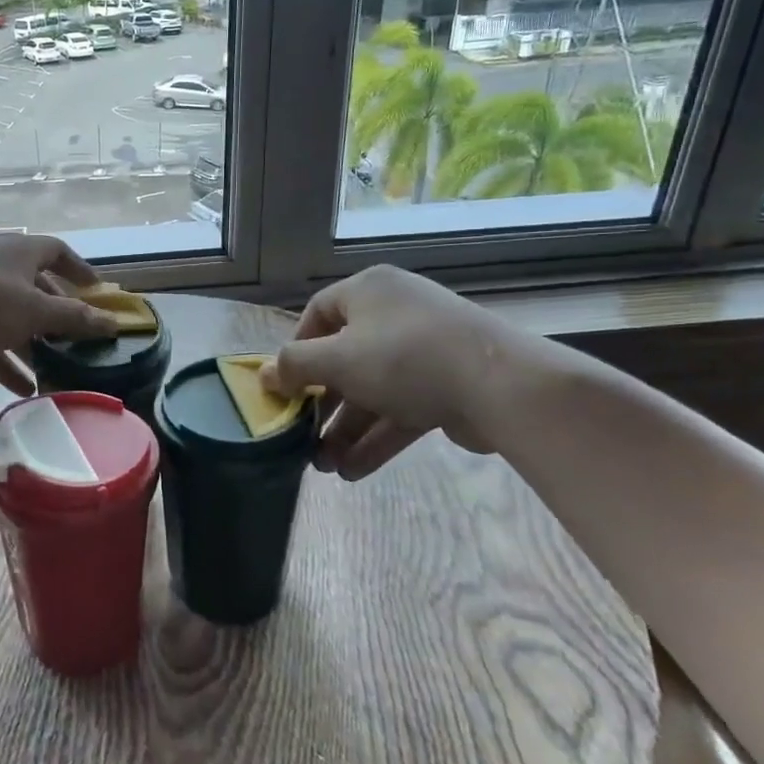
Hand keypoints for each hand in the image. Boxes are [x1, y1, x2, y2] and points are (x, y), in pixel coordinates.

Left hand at [0, 235, 119, 393]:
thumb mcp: (36, 311)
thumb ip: (75, 318)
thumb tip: (113, 323)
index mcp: (18, 251)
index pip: (56, 251)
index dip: (79, 269)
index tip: (96, 290)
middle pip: (34, 286)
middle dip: (56, 312)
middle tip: (76, 335)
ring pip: (11, 317)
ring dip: (33, 342)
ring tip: (56, 368)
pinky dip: (7, 361)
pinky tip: (25, 389)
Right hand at [261, 265, 516, 477]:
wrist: (501, 385)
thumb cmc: (404, 357)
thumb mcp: (336, 360)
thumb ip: (293, 367)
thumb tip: (262, 375)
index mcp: (369, 292)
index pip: (318, 313)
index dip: (296, 350)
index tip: (284, 385)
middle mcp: (395, 314)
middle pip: (344, 358)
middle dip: (322, 404)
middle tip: (302, 436)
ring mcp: (424, 351)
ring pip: (373, 390)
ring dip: (347, 429)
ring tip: (324, 466)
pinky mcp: (447, 386)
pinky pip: (401, 409)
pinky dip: (377, 437)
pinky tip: (354, 471)